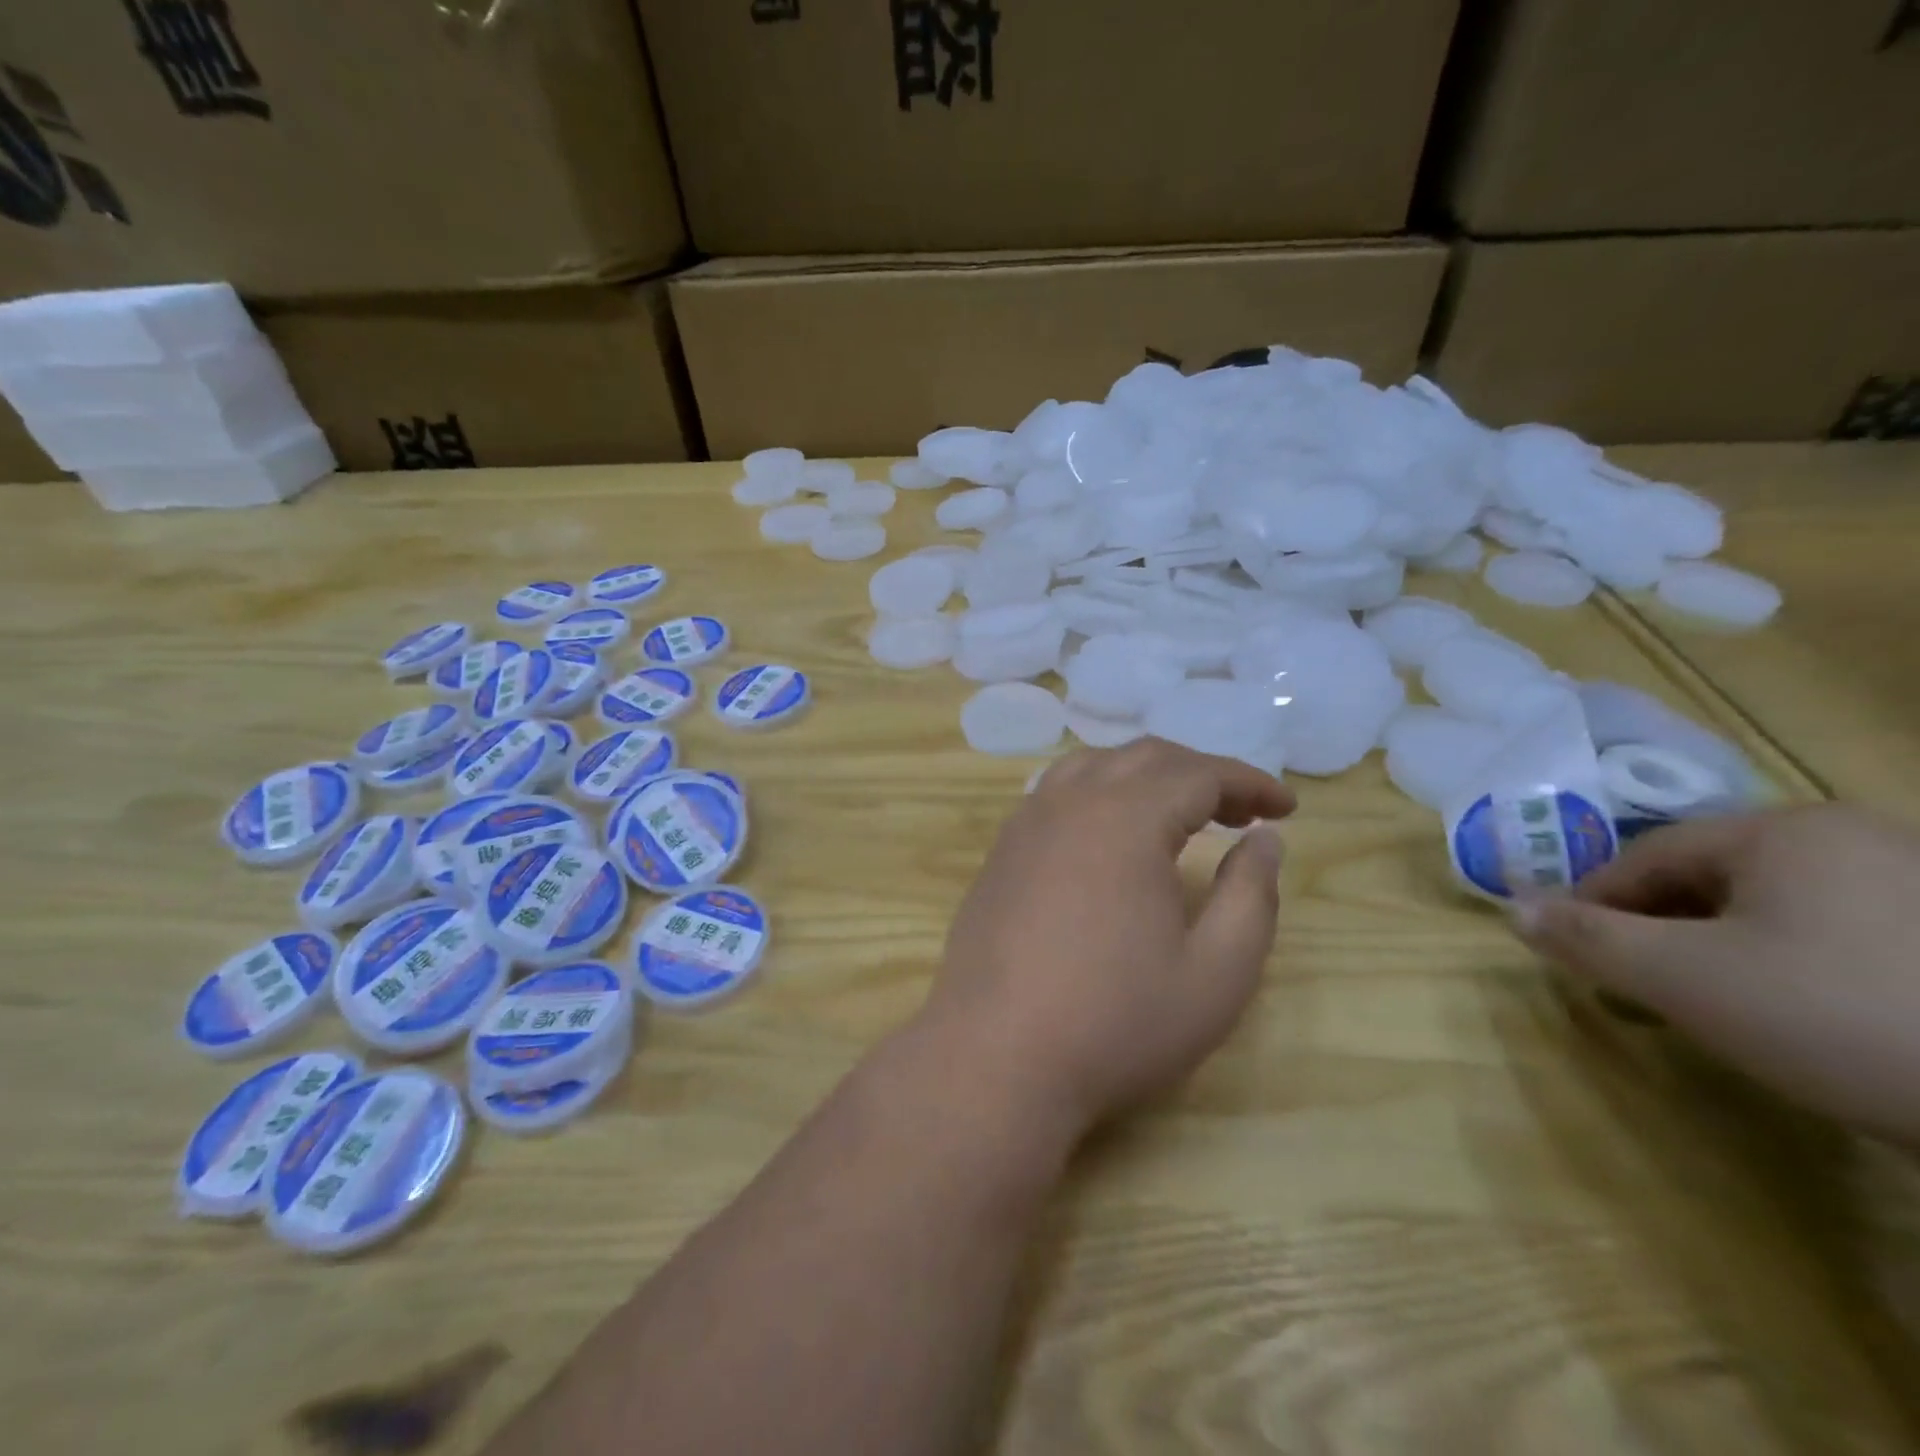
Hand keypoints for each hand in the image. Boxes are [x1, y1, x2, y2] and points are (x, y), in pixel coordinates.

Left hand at [916, 738, 1294, 1140]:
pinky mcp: (1001, 850)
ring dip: (1145, 775)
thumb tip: (1264, 839)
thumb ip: (1251, 896)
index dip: (1249, 782)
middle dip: (1201, 774)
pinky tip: (1109, 833)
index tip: (1285, 808)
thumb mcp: (1216, 974)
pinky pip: (1056, 792)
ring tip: (1178, 812)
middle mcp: (1071, 802)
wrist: (996, 1056)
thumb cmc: (1115, 1022)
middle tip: (1241, 812)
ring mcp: (1026, 822)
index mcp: (1126, 819)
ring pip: (1093, 766)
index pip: (1199, 774)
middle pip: (1145, 758)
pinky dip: (1098, 791)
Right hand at [1514, 805, 1919, 1144]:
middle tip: (1636, 984)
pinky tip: (1807, 1015)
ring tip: (1713, 1005)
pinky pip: (1843, 935)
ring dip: (1723, 949)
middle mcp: (1855, 838)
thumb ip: (1589, 939)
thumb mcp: (1688, 980)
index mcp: (1783, 831)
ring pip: (1777, 909)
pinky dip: (1798, 966)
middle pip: (1712, 879)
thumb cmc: (1843, 1017)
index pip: (1647, 855)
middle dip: (1660, 929)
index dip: (1594, 901)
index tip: (1569, 950)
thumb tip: (1513, 910)